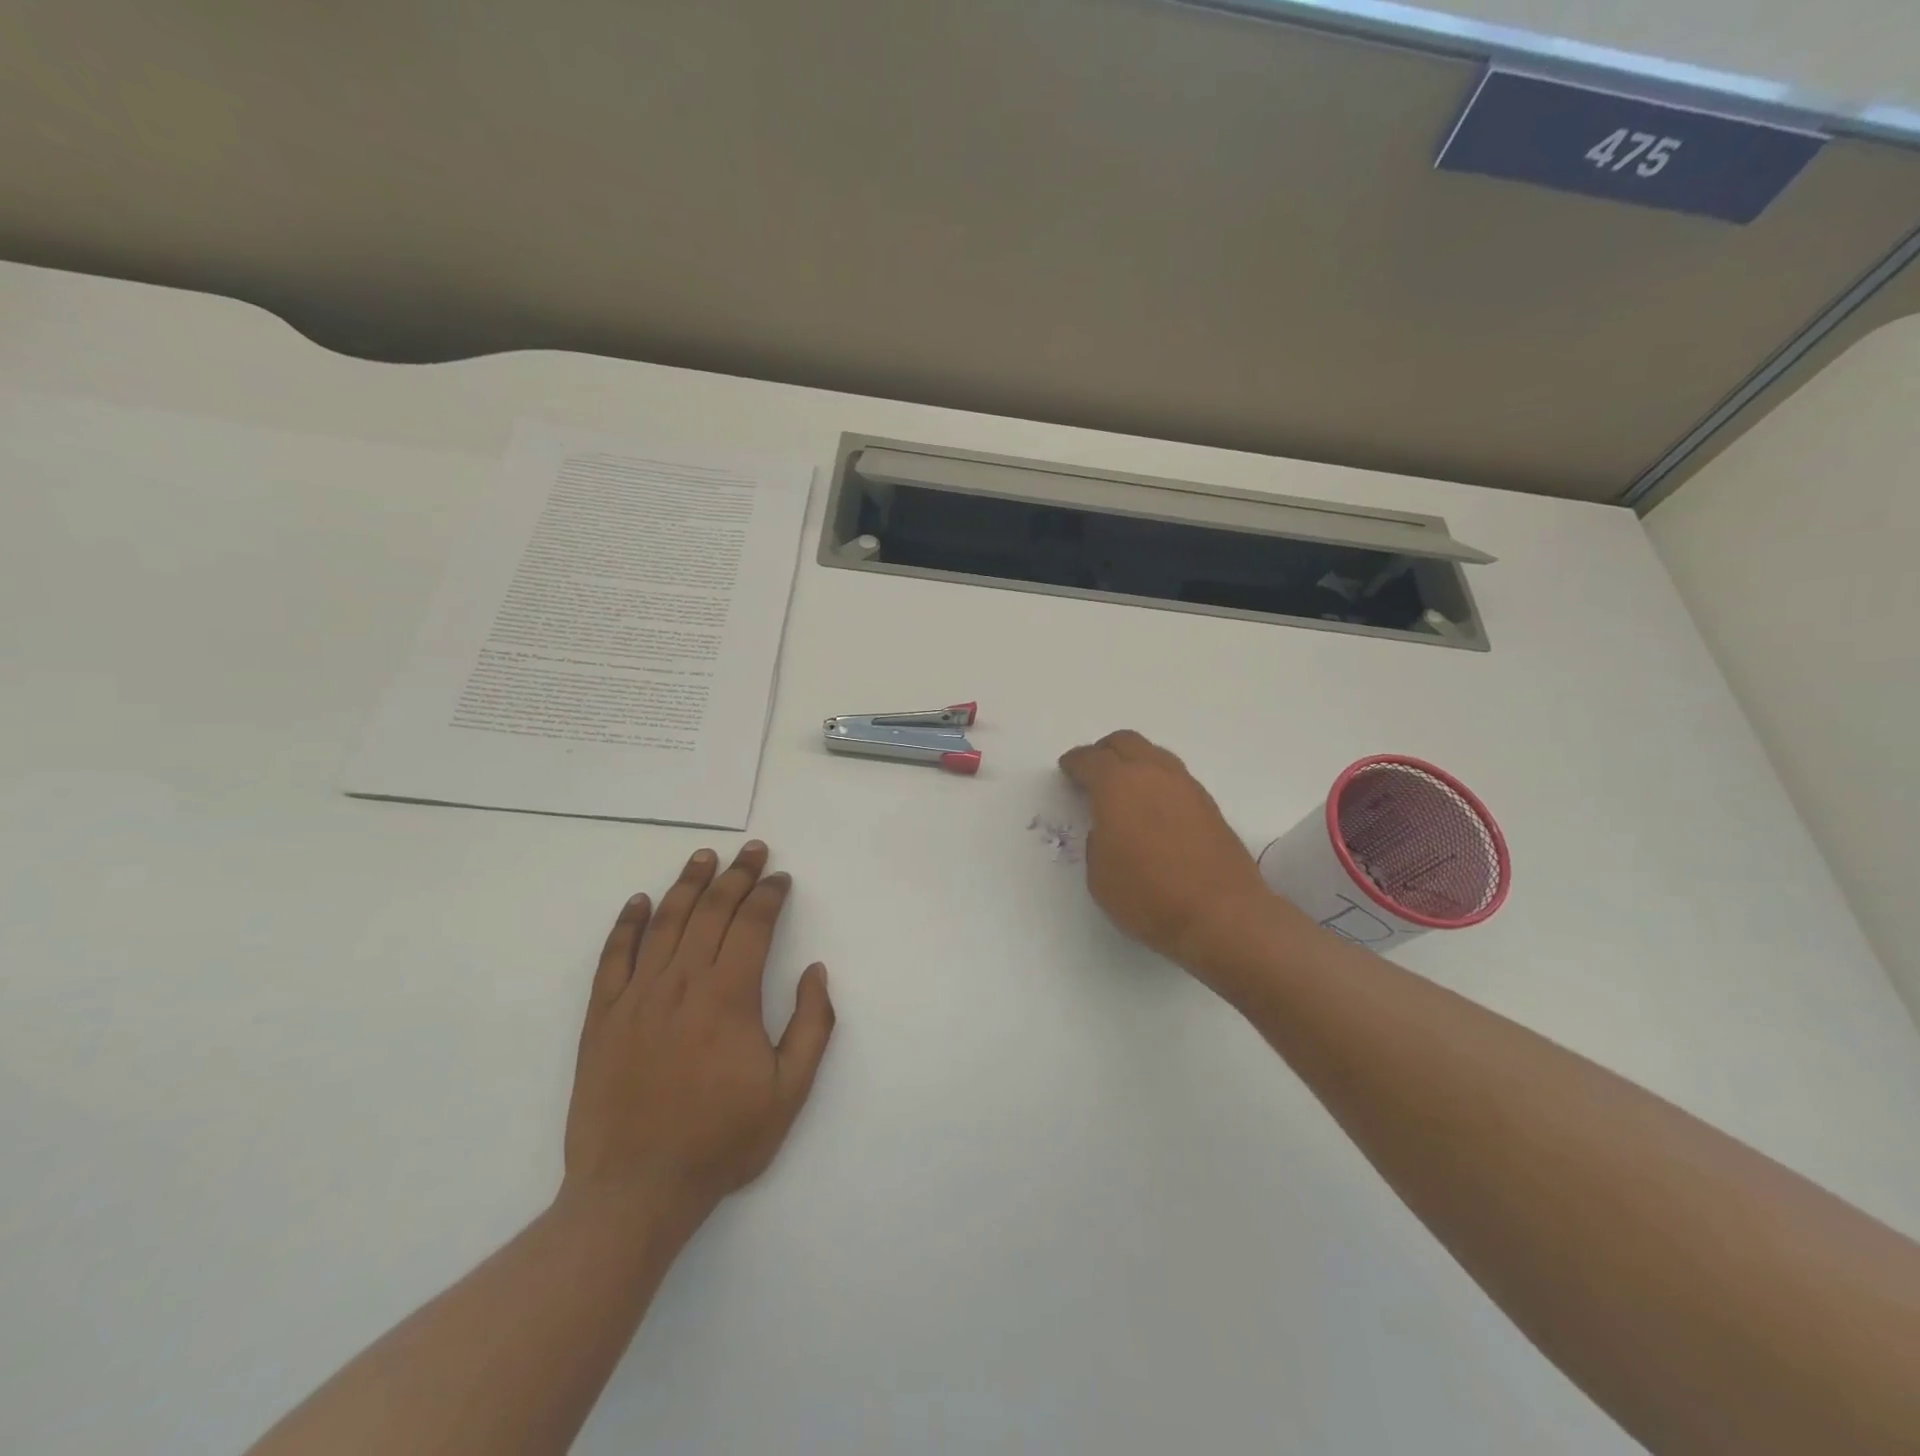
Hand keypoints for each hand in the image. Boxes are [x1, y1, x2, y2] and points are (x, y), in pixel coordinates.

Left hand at [562, 842, 834, 1225]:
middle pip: (712, 911)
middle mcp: (682, 983)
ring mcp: (637, 996)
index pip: (753, 925)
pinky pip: (614, 957)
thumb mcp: (788, 1093)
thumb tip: (816, 973)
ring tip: (704, 856)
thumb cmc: (720, 1141)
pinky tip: (639, 902)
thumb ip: (812, 1027)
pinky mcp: (602, 1017)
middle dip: (737, 875)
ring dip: (688, 884)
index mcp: (728, 997)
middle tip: (753, 850)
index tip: (782, 879)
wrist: (634, 1191)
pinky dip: (628, 924)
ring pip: (665, 922)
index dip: (770, 895)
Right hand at [1059, 730, 1290, 977]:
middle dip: (1105, 751)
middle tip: (1093, 769)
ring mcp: (1187, 787)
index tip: (1067, 768)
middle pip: (1126, 743)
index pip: (1091, 760)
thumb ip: (1098, 841)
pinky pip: (1175, 778)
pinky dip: (1158, 782)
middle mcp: (1153, 774)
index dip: (1075, 762)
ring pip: (1155, 756)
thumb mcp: (1100, 875)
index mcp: (1118, 785)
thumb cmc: (1148, 896)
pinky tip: (1154, 807)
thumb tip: (1111, 831)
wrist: (1221, 915)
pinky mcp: (1210, 806)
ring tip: (1125, 787)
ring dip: (1136, 763)